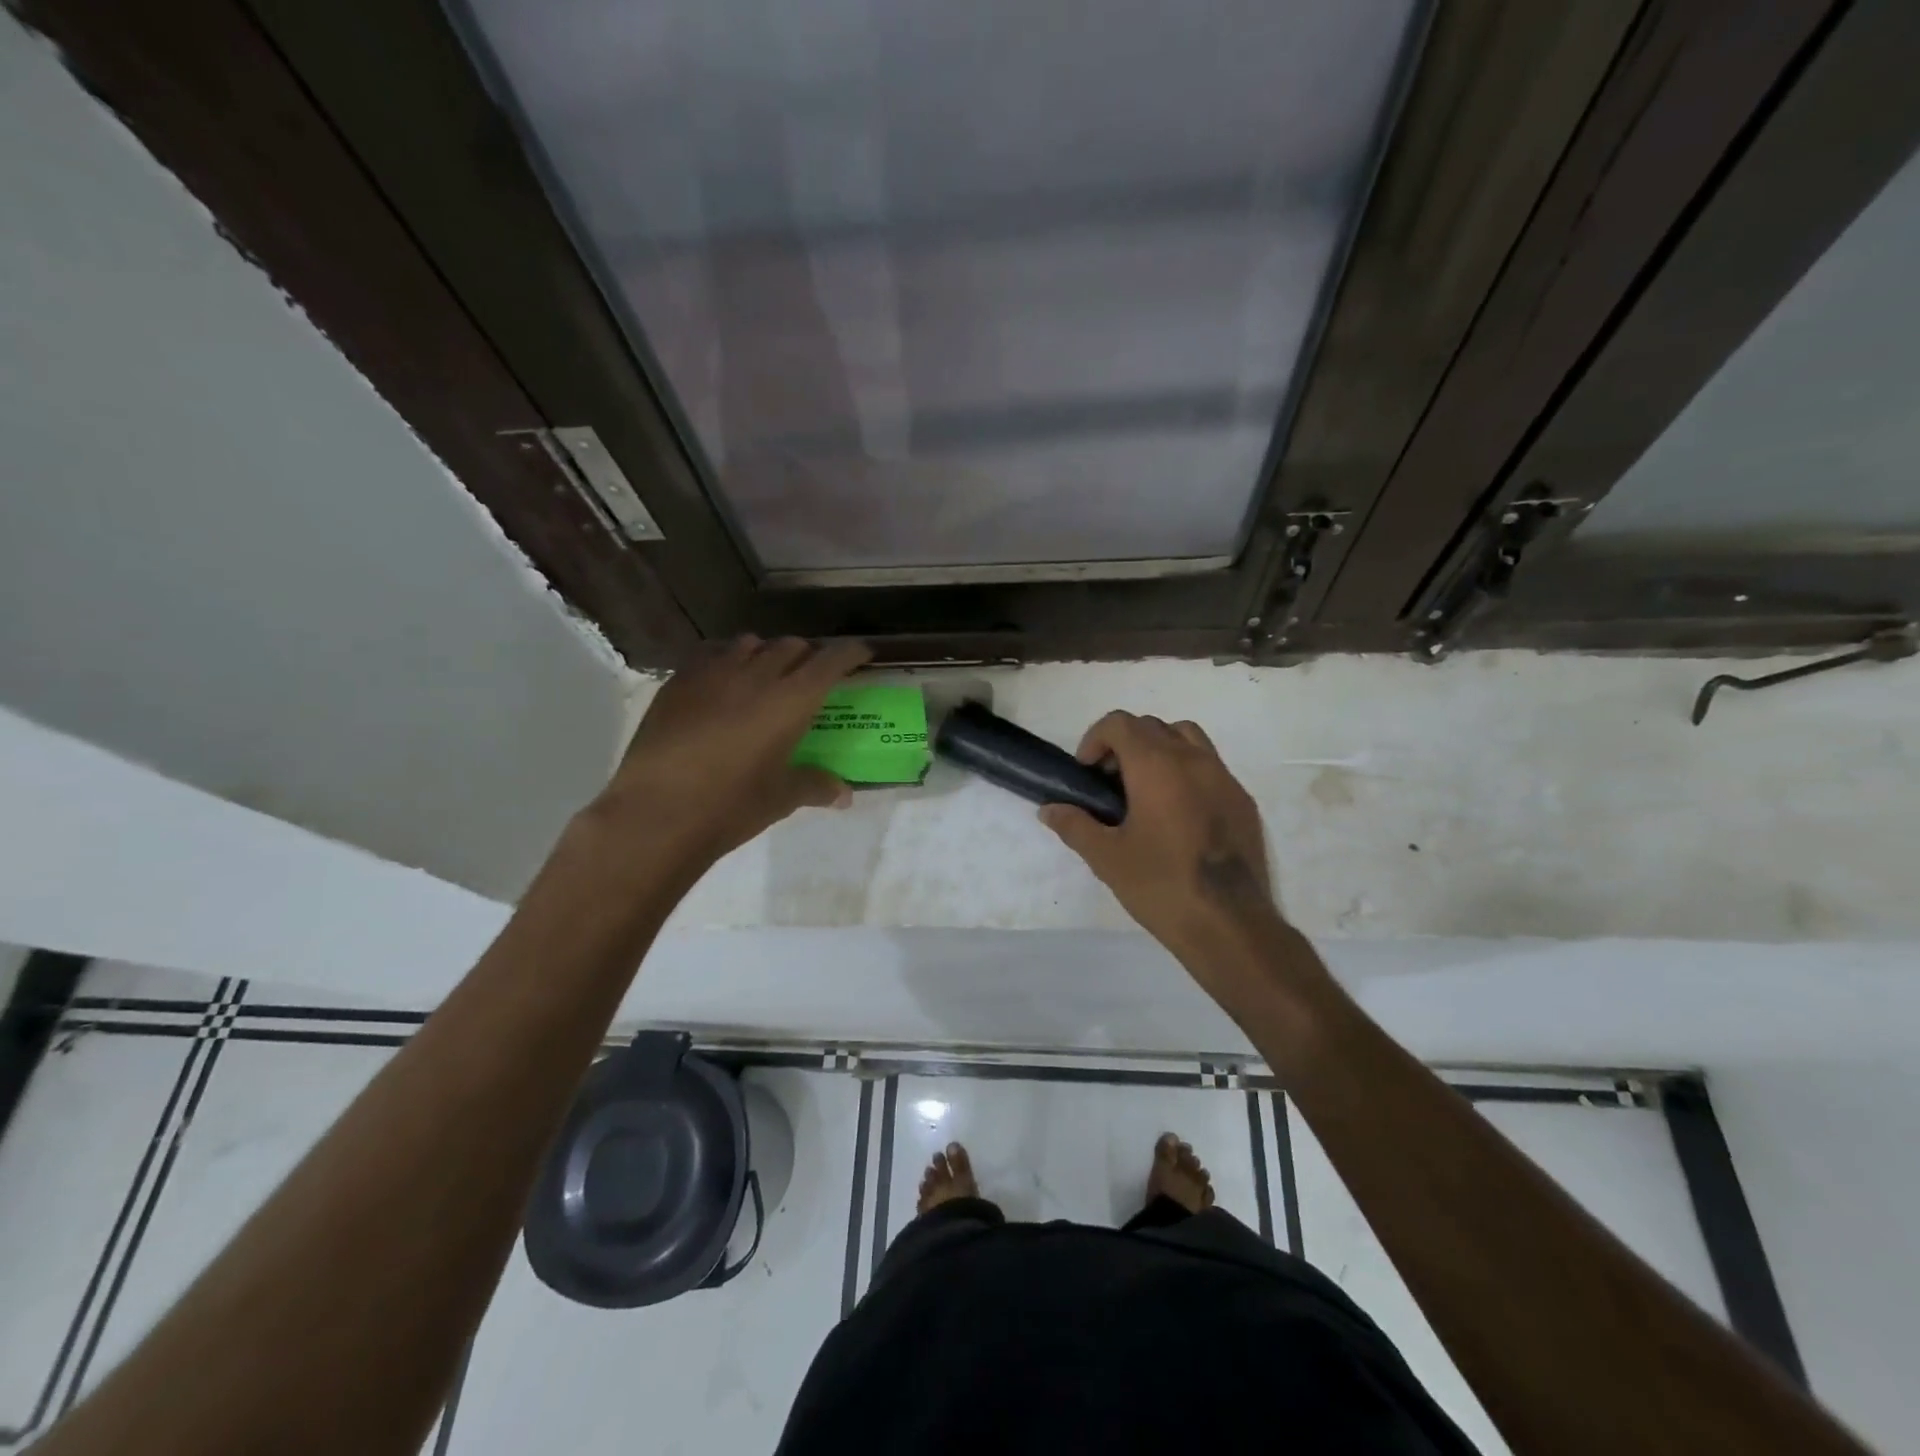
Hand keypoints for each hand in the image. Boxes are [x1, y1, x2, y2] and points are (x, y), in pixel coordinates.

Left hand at [593, 636, 871, 867]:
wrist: (656, 813)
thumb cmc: (730, 806)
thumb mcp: (780, 798)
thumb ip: (815, 786)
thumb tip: (844, 794)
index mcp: (791, 700)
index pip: (830, 661)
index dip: (850, 653)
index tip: (862, 654)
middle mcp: (756, 675)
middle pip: (791, 647)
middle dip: (808, 655)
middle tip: (811, 675)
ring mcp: (713, 673)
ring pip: (750, 644)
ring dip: (766, 654)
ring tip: (765, 674)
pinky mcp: (678, 682)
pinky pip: (711, 655)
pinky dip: (727, 660)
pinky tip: (722, 681)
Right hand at [1040, 711, 1286, 992]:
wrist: (1230, 924)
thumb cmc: (1161, 885)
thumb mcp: (1106, 858)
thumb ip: (1074, 825)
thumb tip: (1049, 809)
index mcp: (1156, 766)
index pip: (1120, 723)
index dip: (1095, 739)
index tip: (1088, 773)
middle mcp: (1193, 759)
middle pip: (1152, 726)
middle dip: (1124, 744)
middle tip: (1110, 784)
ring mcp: (1224, 777)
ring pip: (1186, 738)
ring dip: (1159, 749)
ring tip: (1145, 789)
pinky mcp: (1243, 800)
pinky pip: (1210, 766)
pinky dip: (1187, 772)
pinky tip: (1178, 814)